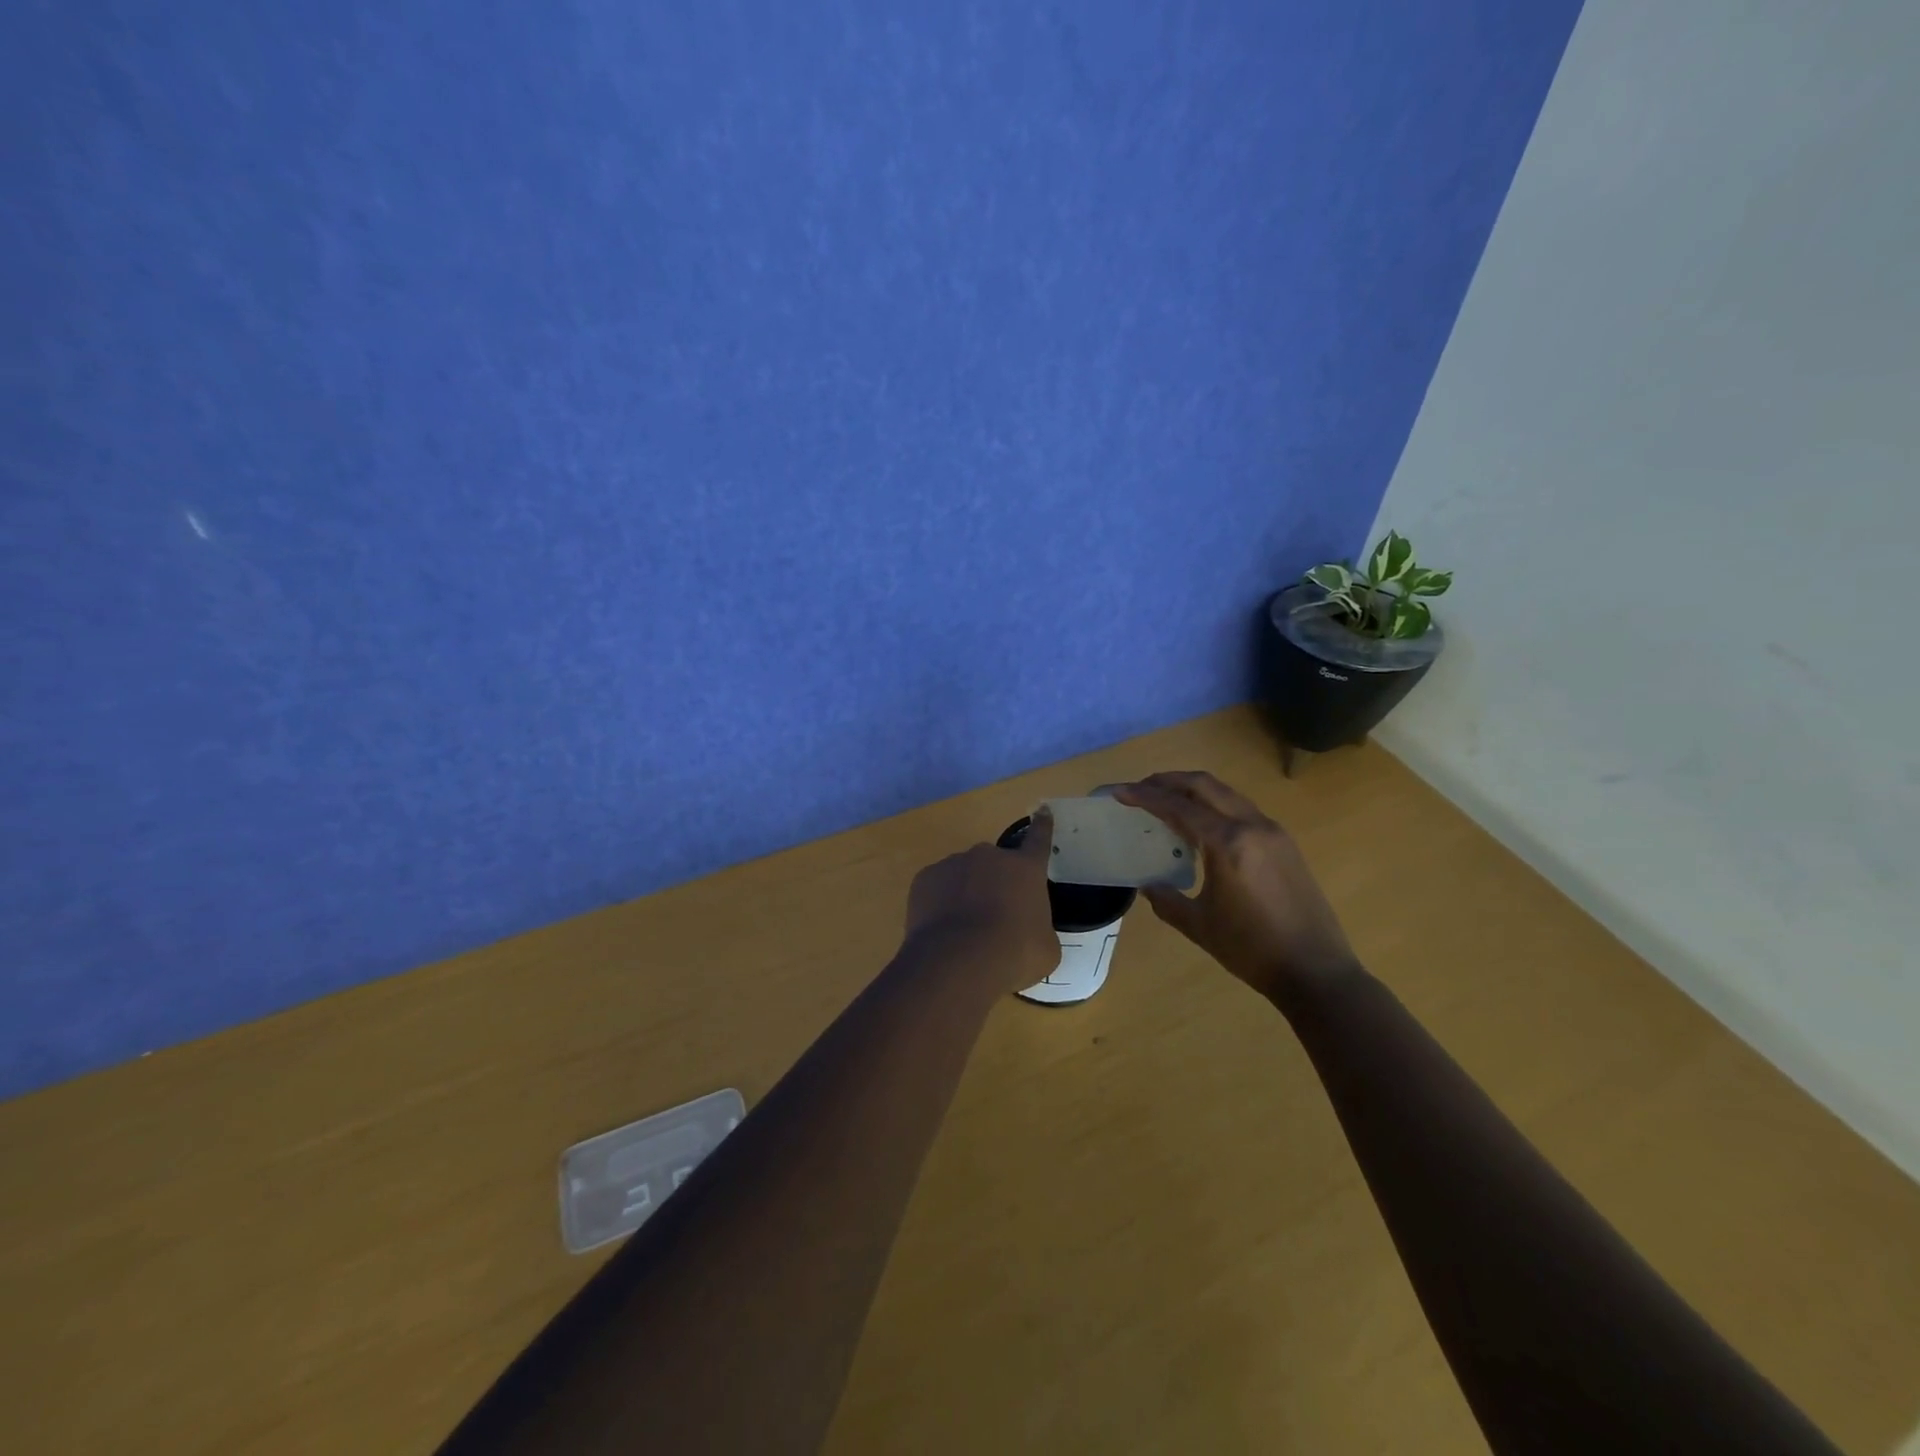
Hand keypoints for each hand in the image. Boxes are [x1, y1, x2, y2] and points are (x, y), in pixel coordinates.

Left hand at [903, 811, 1058, 995]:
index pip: (1039, 839)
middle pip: (996, 865)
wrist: (956, 962)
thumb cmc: (1013, 954)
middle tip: (995, 917)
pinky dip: (941, 903)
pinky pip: (938, 888)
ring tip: (965, 931)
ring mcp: (953, 863)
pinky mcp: (925, 878)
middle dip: (996, 884)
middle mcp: (989, 857)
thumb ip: (1040, 929)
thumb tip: (1031, 931)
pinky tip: (943, 930)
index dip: (1042, 825)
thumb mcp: (1045, 949)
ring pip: (964, 875)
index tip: (1042, 810)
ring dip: (967, 893)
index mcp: (1025, 869)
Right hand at [1112, 772, 1356, 1000]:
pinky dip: (1214, 806)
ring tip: (1167, 801)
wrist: (1316, 971)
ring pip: (1226, 794)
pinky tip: (1201, 826)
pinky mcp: (1284, 844)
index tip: (1119, 792)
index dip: (1145, 796)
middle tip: (1140, 788)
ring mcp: (1273, 832)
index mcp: (1228, 843)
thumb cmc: (1252, 950)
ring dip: (1193, 790)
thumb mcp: (1199, 926)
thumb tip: (1148, 885)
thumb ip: (1166, 900)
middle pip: (1204, 785)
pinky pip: (1242, 809)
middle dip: (1168, 781)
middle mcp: (1252, 826)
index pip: (1178, 806)